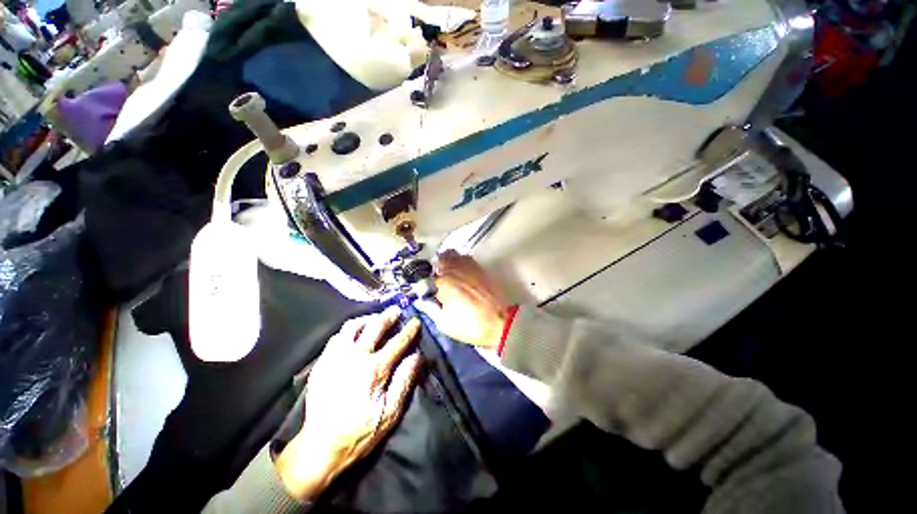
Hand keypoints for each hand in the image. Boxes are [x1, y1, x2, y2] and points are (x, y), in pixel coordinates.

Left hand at [276, 306, 421, 500]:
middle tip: (396, 310)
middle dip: (388, 316)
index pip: (397, 342)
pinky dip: (349, 330)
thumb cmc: (360, 431)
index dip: (409, 330)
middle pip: (375, 327)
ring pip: (352, 327)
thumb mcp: (390, 413)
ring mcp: (335, 357)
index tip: (415, 321)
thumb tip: (416, 356)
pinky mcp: (322, 362)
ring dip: (367, 318)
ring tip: (375, 317)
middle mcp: (354, 357)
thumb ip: (404, 381)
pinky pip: (337, 337)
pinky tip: (354, 333)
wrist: (320, 446)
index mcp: (374, 369)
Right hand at [417, 251, 509, 349]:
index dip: (424, 282)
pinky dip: (460, 262)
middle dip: (436, 266)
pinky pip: (467, 258)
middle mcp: (456, 270)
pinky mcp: (481, 269)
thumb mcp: (445, 324)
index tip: (426, 289)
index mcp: (445, 282)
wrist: (501, 323)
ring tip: (448, 273)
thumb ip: (430, 309)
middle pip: (441, 258)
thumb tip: (420, 301)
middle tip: (436, 277)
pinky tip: (461, 273)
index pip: (428, 275)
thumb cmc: (471, 325)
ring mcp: (470, 267)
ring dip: (448, 261)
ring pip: (454, 255)